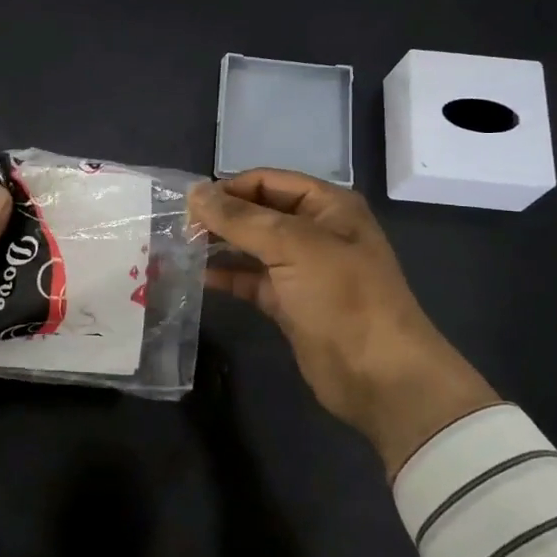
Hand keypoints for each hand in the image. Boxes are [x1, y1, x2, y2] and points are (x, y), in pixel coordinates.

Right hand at [190, 169, 502, 476]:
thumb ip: (241, 219)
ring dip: (219, 246)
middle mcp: (315, 231)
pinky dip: (227, 276)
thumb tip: (195, 192)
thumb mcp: (293, 246)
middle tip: (177, 227)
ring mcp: (302, 269)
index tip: (188, 204)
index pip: (268, 181)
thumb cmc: (343, 297)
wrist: (379, 375)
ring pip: (252, 247)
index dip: (229, 189)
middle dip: (221, 217)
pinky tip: (197, 276)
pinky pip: (251, 280)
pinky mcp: (289, 303)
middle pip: (258, 213)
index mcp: (327, 206)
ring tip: (178, 248)